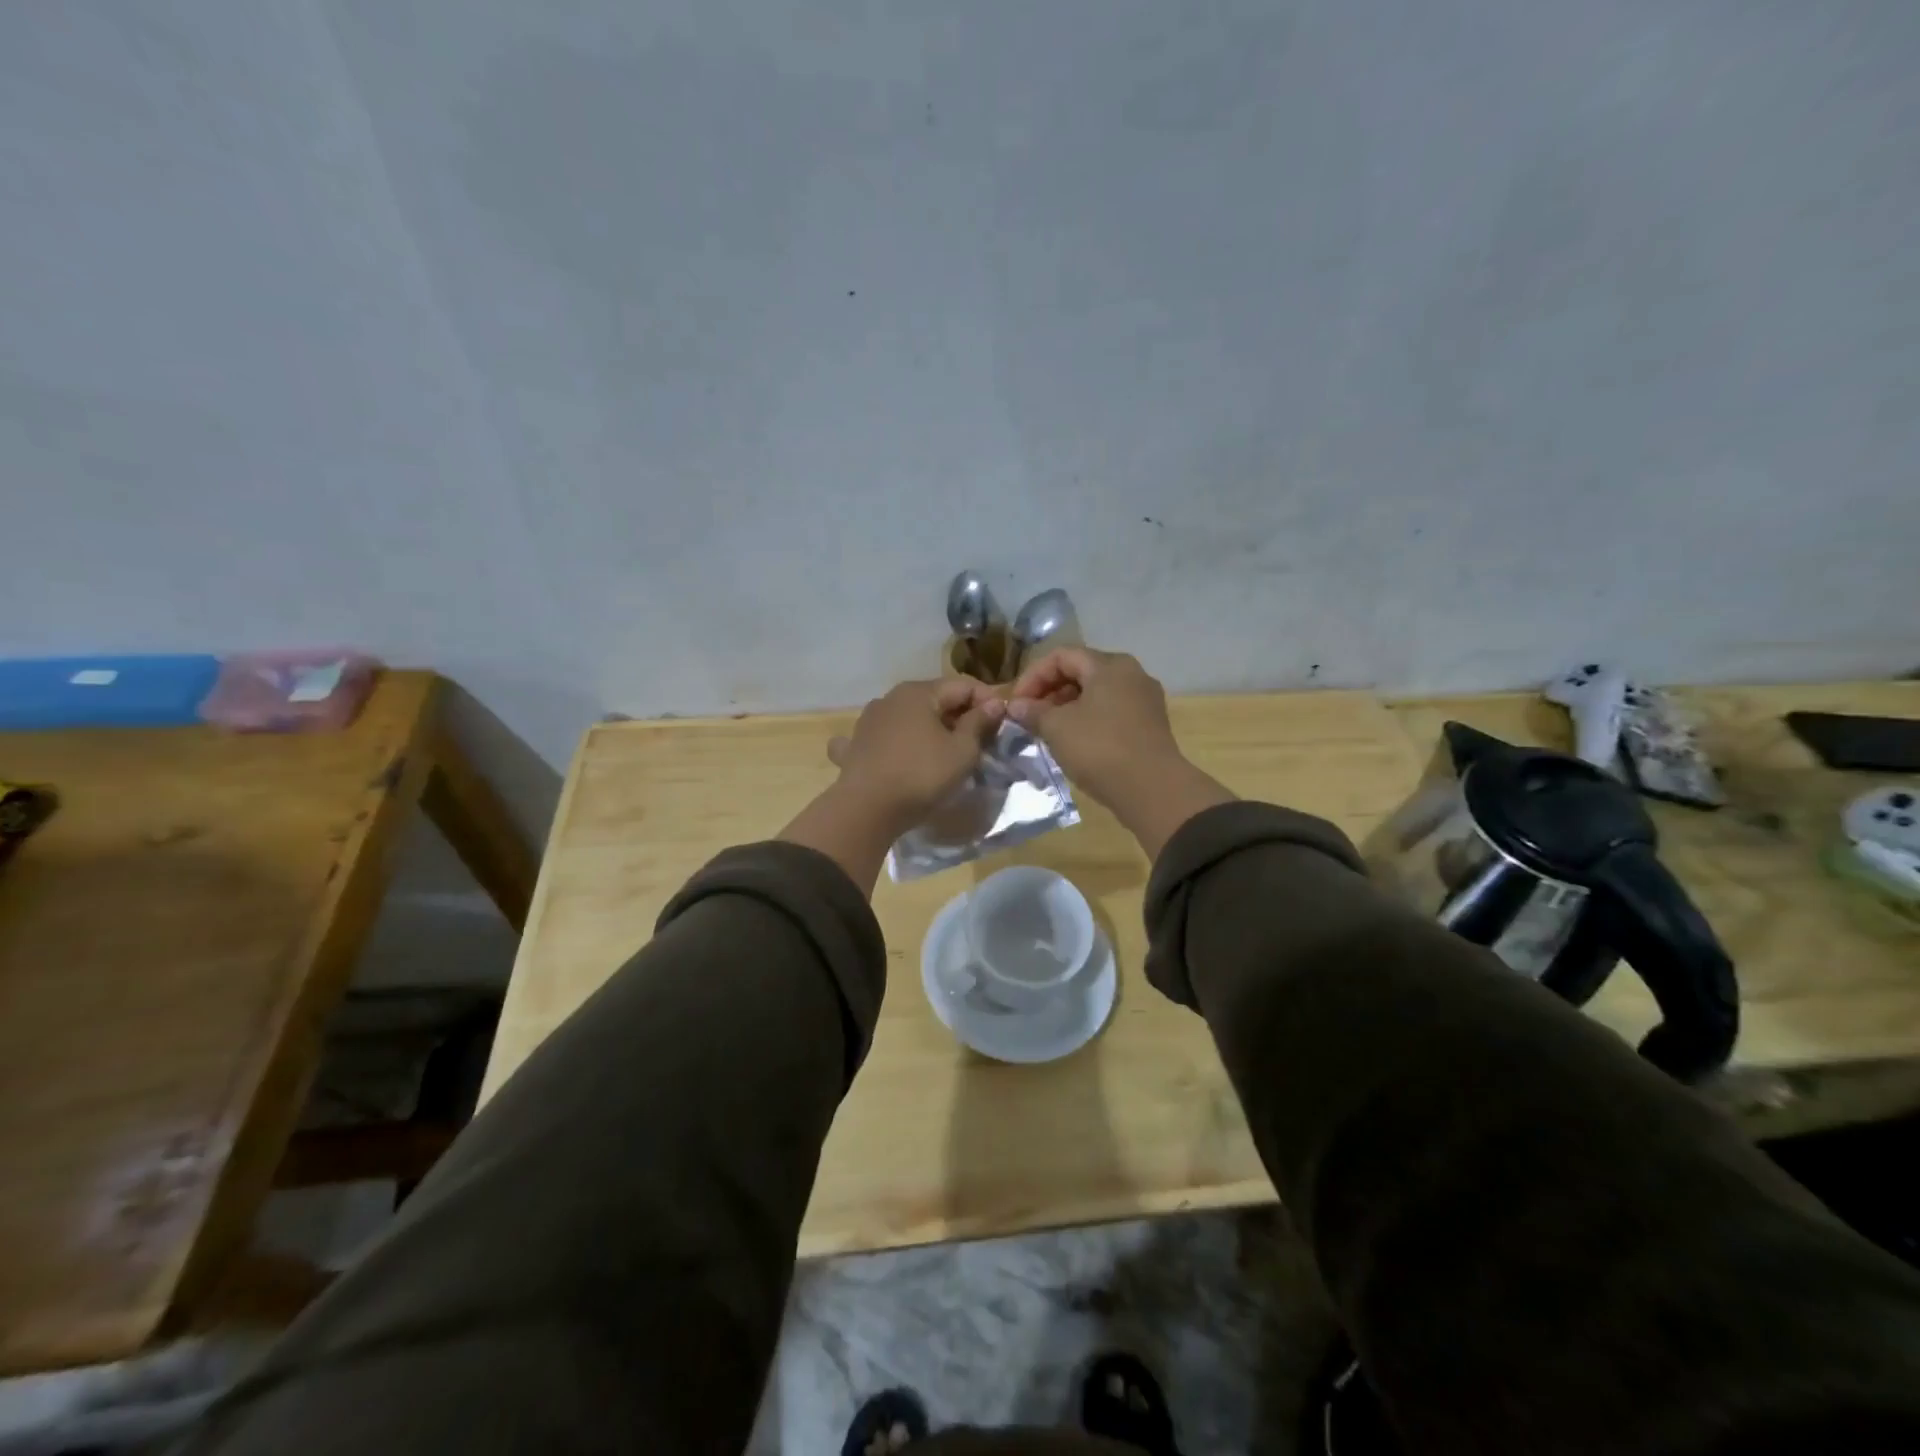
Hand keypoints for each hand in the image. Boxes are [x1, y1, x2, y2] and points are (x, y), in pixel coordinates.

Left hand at [827, 677, 1004, 833]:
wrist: (866, 810)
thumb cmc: (921, 775)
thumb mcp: (962, 751)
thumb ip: (979, 723)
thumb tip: (994, 704)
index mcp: (918, 692)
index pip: (963, 685)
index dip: (988, 701)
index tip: (1004, 723)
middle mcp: (890, 697)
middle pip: (935, 699)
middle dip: (960, 715)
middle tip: (981, 740)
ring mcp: (869, 720)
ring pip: (909, 717)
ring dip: (930, 728)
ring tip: (946, 750)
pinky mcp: (856, 745)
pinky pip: (883, 737)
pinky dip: (896, 742)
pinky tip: (897, 753)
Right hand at [1005, 649, 1180, 801]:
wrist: (1152, 789)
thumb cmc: (1100, 748)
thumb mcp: (1057, 728)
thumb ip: (1033, 711)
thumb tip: (1015, 706)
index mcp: (1109, 665)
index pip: (1061, 656)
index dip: (1032, 676)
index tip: (1016, 704)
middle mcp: (1131, 674)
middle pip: (1081, 672)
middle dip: (1049, 692)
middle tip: (1029, 717)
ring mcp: (1144, 700)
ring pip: (1096, 694)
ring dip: (1066, 708)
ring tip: (1047, 731)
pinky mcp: (1149, 725)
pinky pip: (1111, 712)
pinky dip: (1087, 720)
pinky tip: (1073, 743)